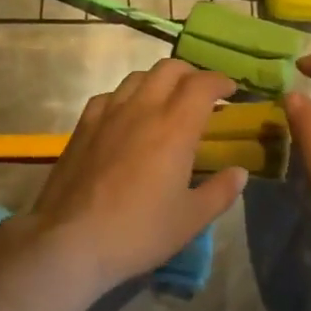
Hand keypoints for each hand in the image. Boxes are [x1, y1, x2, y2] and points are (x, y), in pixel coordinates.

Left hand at [27, 59, 248, 291]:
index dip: (220, 81)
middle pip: (170, 68)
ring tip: (165, 101)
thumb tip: (240, 172)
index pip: (202, 84)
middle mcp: (143, 108)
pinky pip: (109, 95)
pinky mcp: (83, 126)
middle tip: (201, 94)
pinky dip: (126, 96)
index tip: (230, 91)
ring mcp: (108, 113)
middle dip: (191, 74)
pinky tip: (126, 116)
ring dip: (158, 81)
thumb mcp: (191, 220)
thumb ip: (220, 192)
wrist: (71, 241)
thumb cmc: (139, 231)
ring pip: (138, 76)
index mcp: (175, 126)